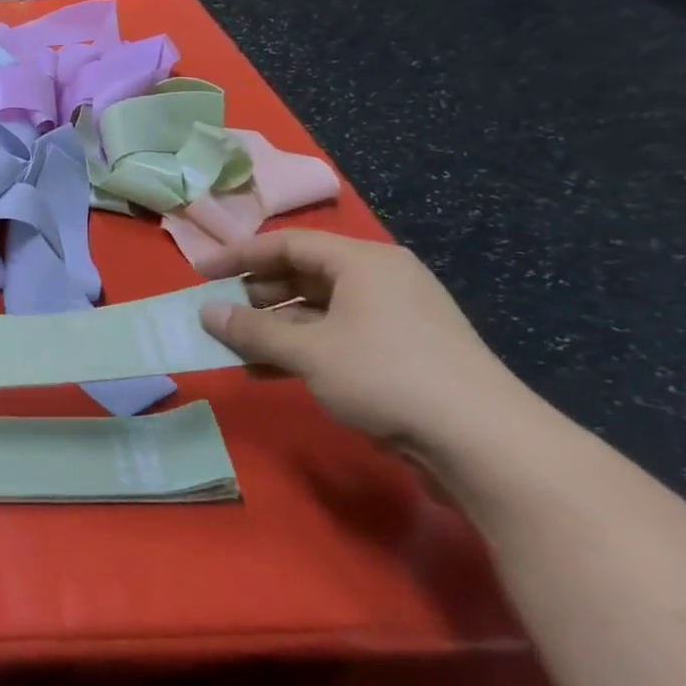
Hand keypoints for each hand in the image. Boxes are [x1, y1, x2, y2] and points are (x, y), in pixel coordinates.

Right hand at [198, 230, 531, 451]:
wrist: (485, 442)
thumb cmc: (387, 376)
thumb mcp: (309, 351)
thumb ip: (253, 330)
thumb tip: (207, 313)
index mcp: (363, 262)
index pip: (288, 243)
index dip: (239, 255)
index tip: (200, 272)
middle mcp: (380, 281)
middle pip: (303, 274)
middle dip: (256, 294)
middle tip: (218, 312)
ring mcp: (393, 318)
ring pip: (317, 310)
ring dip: (273, 327)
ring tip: (234, 347)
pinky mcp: (400, 353)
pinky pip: (335, 337)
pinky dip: (299, 349)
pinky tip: (266, 371)